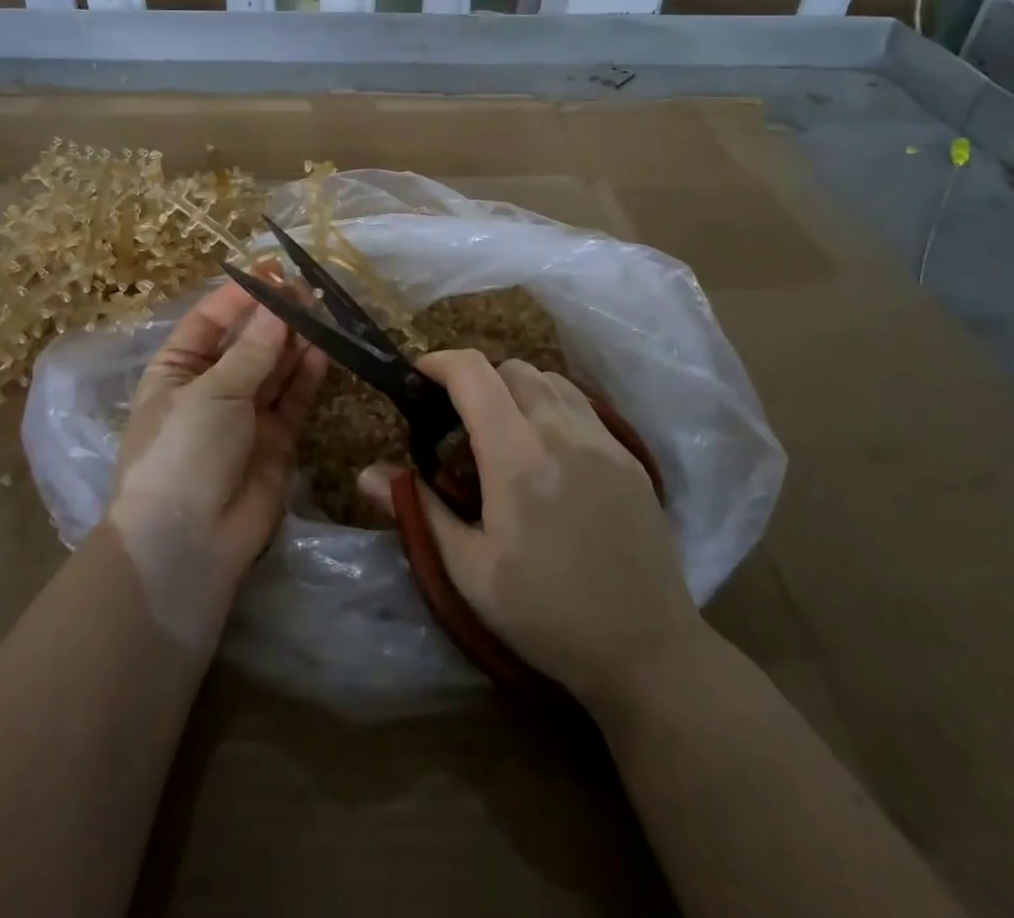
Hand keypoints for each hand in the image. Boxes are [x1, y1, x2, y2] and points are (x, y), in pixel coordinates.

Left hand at [111, 283, 326, 594]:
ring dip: (293, 342)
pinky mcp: (275, 442)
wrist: (187, 544)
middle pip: (247, 343)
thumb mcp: (212, 392)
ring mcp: (244, 416)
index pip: (210, 321)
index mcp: (177, 371)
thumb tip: (278, 305)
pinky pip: (292, 400)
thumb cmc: (183, 451)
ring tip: (321, 312)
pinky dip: (306, 376)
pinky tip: (321, 350)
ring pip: (274, 369)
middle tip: (308, 291)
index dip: (240, 296)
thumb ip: (253, 349)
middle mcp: (210, 389)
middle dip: (274, 317)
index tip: (273, 272)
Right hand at [360, 351, 704, 711]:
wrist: (647, 651)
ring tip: (501, 427)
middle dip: (477, 377)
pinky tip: (545, 446)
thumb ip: (420, 510)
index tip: (419, 376)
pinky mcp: (629, 457)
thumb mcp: (469, 572)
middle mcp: (562, 433)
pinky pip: (582, 404)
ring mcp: (604, 441)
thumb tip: (366, 473)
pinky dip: (551, 403)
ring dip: (516, 386)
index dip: (440, 362)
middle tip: (457, 417)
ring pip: (550, 379)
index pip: (474, 374)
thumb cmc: (546, 616)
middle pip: (512, 368)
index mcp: (517, 458)